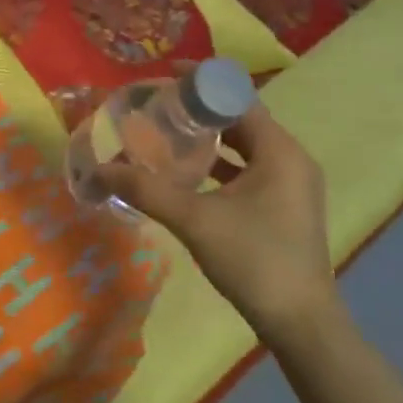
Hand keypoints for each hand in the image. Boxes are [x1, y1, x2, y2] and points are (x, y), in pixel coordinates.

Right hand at [96, 103, 334, 334]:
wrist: (302, 325)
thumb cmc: (254, 261)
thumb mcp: (195, 220)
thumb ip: (147, 190)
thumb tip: (100, 171)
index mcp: (280, 151)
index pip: (238, 97)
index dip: (201, 82)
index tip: (164, 76)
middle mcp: (291, 159)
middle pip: (241, 118)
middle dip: (200, 109)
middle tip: (159, 104)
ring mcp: (291, 184)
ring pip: (245, 146)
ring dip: (209, 137)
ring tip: (168, 132)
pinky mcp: (285, 206)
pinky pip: (250, 169)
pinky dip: (221, 163)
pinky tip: (189, 173)